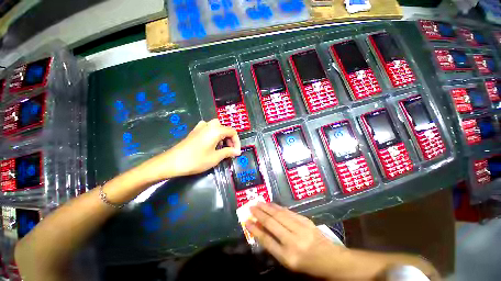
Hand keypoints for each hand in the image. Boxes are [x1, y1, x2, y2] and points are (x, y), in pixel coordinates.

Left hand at [144, 119, 240, 180]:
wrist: (172, 162)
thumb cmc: (196, 160)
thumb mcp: (215, 157)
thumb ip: (228, 152)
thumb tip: (237, 151)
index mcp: (216, 130)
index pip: (233, 132)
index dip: (237, 142)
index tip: (236, 152)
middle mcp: (209, 125)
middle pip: (225, 129)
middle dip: (230, 140)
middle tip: (230, 151)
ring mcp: (201, 127)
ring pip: (217, 128)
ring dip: (222, 137)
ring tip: (221, 148)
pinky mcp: (195, 131)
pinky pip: (209, 129)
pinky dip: (214, 135)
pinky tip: (211, 143)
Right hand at [246, 203, 346, 278]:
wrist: (330, 258)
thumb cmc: (306, 263)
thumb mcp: (288, 261)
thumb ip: (273, 245)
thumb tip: (260, 228)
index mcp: (288, 256)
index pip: (267, 240)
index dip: (255, 230)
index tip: (247, 221)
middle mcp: (293, 241)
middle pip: (272, 223)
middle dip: (259, 214)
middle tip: (251, 206)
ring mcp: (301, 229)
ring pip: (279, 214)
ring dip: (267, 207)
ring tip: (258, 202)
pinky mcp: (305, 221)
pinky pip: (288, 212)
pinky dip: (277, 207)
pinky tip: (271, 204)